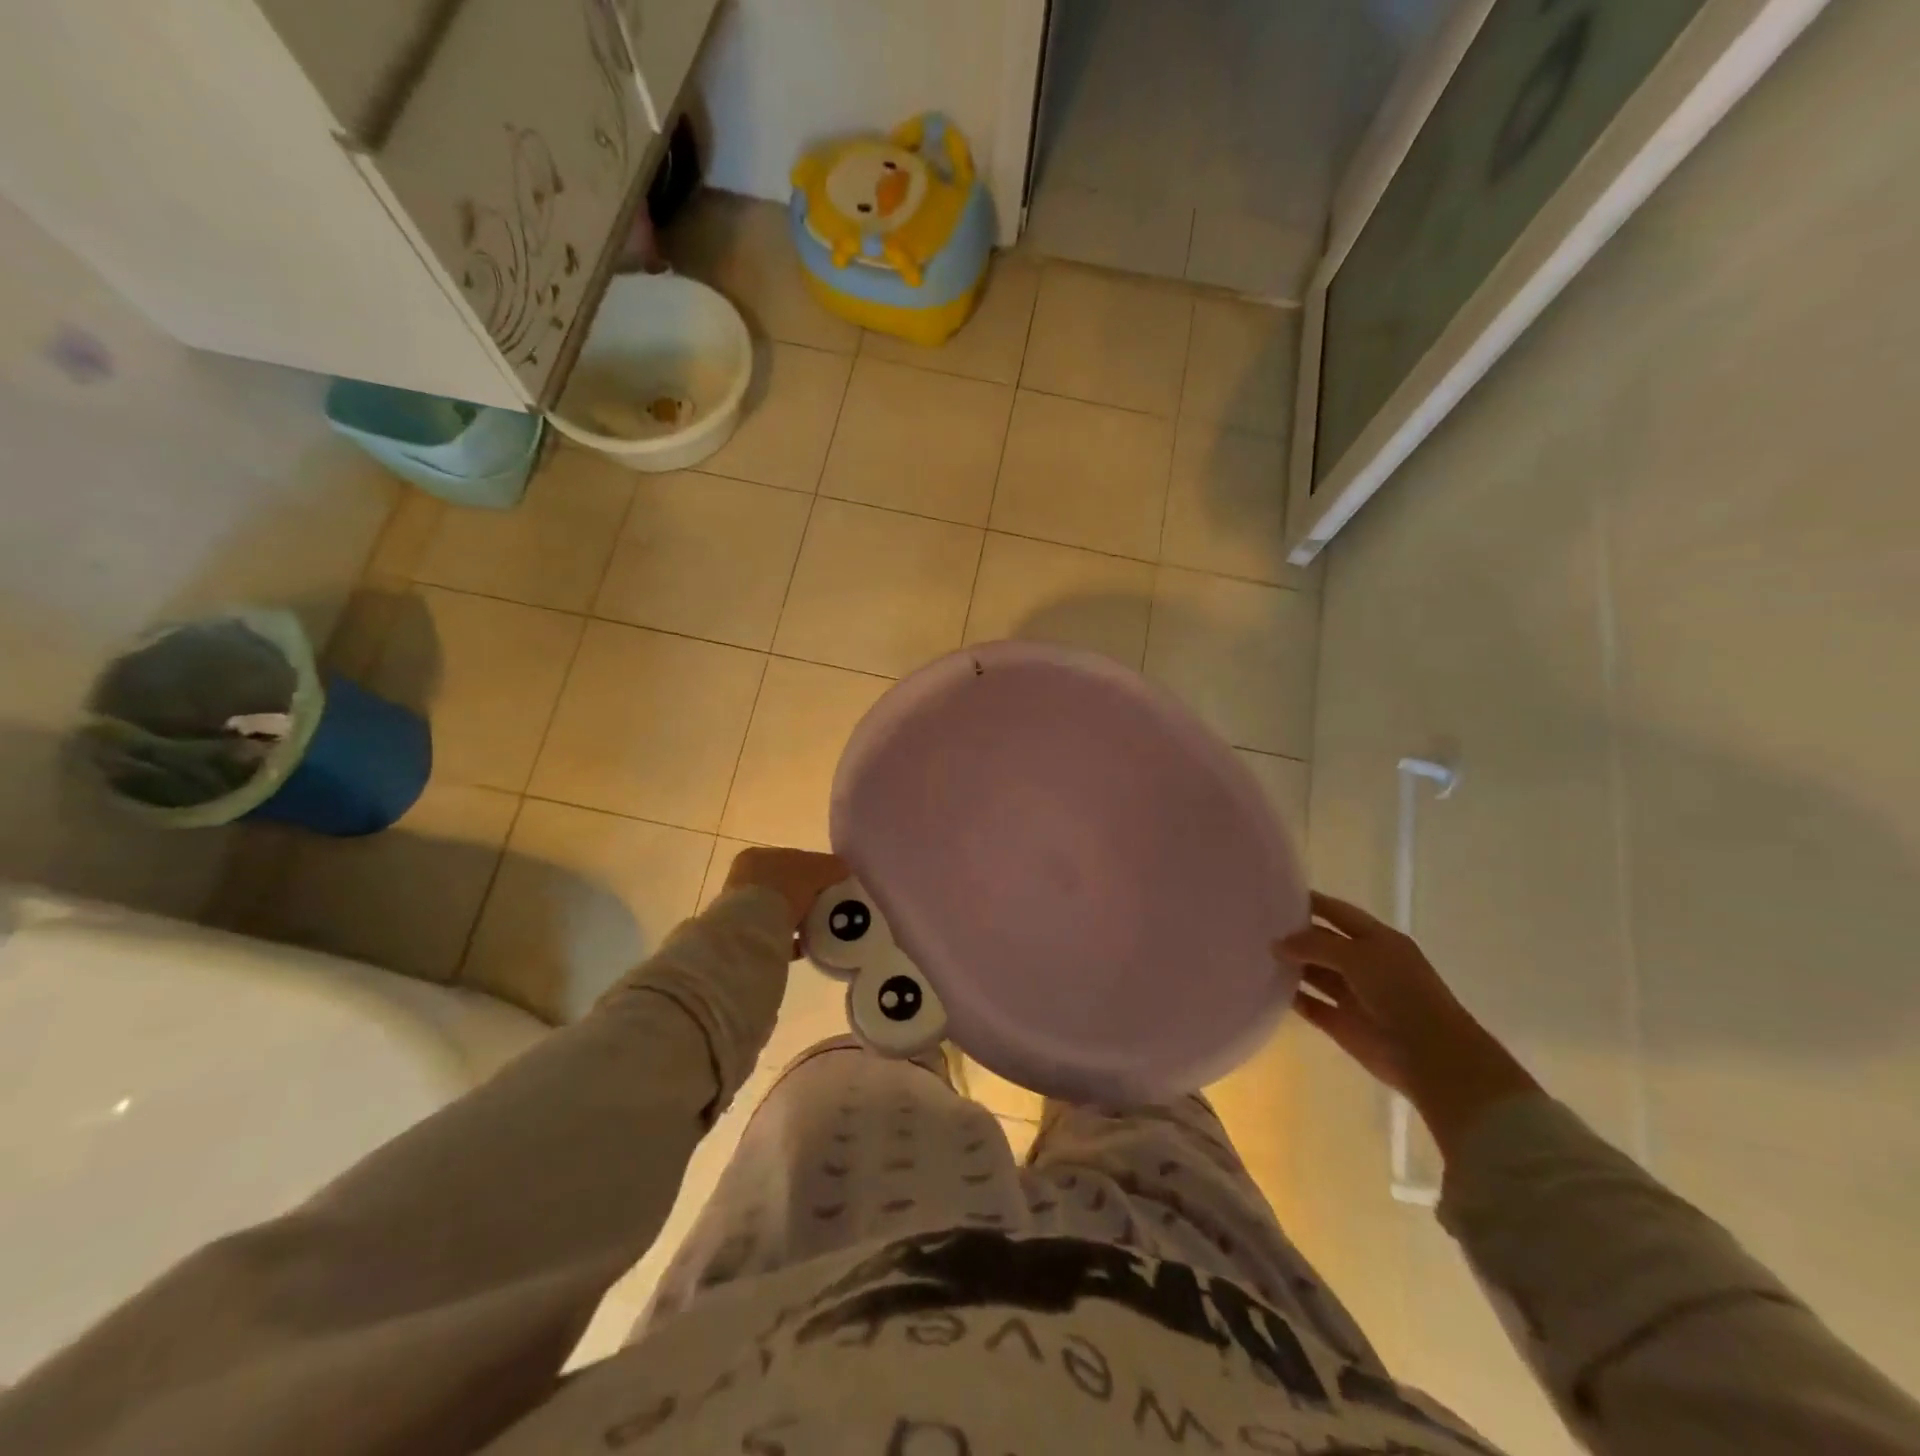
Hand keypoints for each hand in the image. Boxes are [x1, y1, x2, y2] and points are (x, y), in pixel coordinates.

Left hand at [722, 846, 849, 939]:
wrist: (755, 929)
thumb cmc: (784, 887)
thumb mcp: (818, 868)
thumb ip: (833, 866)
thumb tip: (844, 870)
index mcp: (758, 856)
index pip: (792, 858)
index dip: (815, 868)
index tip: (832, 882)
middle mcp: (745, 879)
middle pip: (785, 884)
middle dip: (806, 895)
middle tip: (828, 904)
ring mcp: (742, 908)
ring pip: (779, 910)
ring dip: (798, 917)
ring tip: (821, 925)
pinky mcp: (745, 935)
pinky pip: (776, 934)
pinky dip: (792, 938)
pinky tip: (809, 943)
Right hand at [1277, 892, 1539, 1158]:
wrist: (1432, 1058)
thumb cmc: (1401, 994)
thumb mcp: (1358, 957)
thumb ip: (1314, 945)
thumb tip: (1276, 943)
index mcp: (1377, 940)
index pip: (1337, 912)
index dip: (1309, 902)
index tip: (1274, 895)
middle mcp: (1364, 963)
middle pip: (1322, 942)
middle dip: (1293, 934)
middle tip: (1253, 925)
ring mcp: (1352, 994)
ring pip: (1313, 973)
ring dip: (1289, 965)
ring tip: (1251, 953)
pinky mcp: (1341, 1024)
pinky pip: (1309, 1005)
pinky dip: (1289, 997)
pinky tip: (1263, 987)